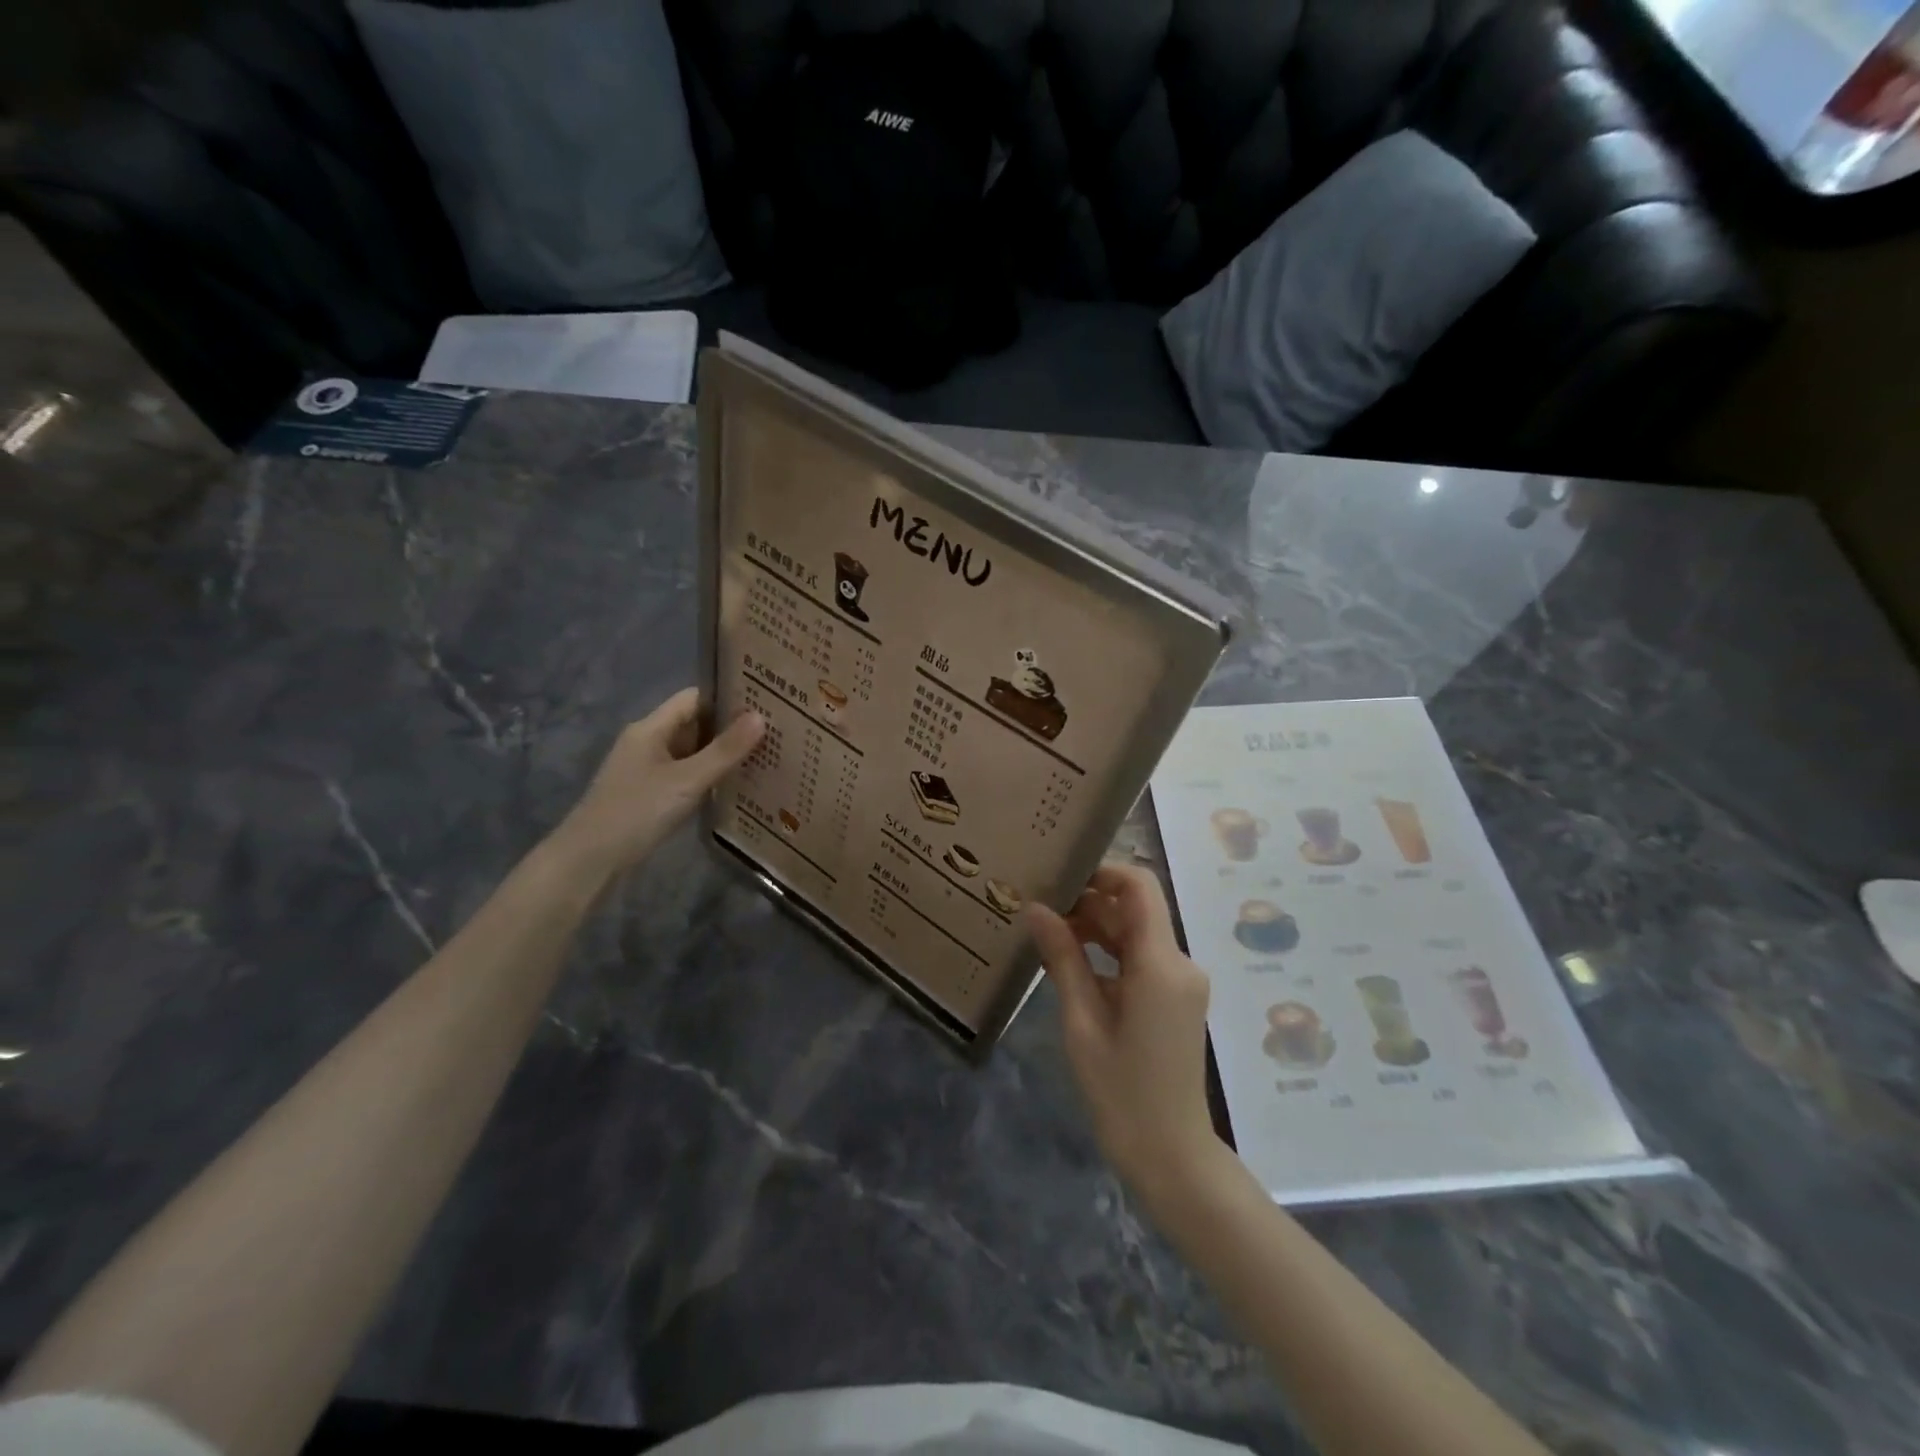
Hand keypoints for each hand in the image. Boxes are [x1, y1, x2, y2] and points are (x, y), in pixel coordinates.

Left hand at [546, 689, 763, 881]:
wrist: (589, 860)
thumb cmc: (636, 811)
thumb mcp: (686, 780)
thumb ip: (724, 751)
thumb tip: (761, 717)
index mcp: (651, 728)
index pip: (694, 698)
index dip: (727, 697)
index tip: (764, 702)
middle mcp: (648, 742)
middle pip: (694, 724)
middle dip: (730, 727)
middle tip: (775, 730)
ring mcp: (647, 769)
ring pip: (692, 752)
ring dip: (722, 753)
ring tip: (765, 755)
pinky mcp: (650, 794)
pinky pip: (686, 775)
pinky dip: (709, 775)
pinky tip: (735, 785)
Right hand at [1029, 864, 1225, 1207]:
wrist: (1170, 1154)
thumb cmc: (1121, 1092)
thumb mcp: (1082, 1022)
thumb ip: (1062, 959)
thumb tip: (1036, 908)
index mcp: (1161, 964)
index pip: (1139, 886)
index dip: (1102, 870)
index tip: (1059, 875)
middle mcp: (1179, 963)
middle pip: (1135, 908)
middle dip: (1089, 900)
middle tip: (1040, 905)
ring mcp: (1181, 981)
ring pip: (1136, 931)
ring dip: (1096, 926)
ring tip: (1047, 930)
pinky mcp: (1175, 997)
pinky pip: (1141, 957)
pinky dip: (1108, 952)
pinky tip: (1070, 961)